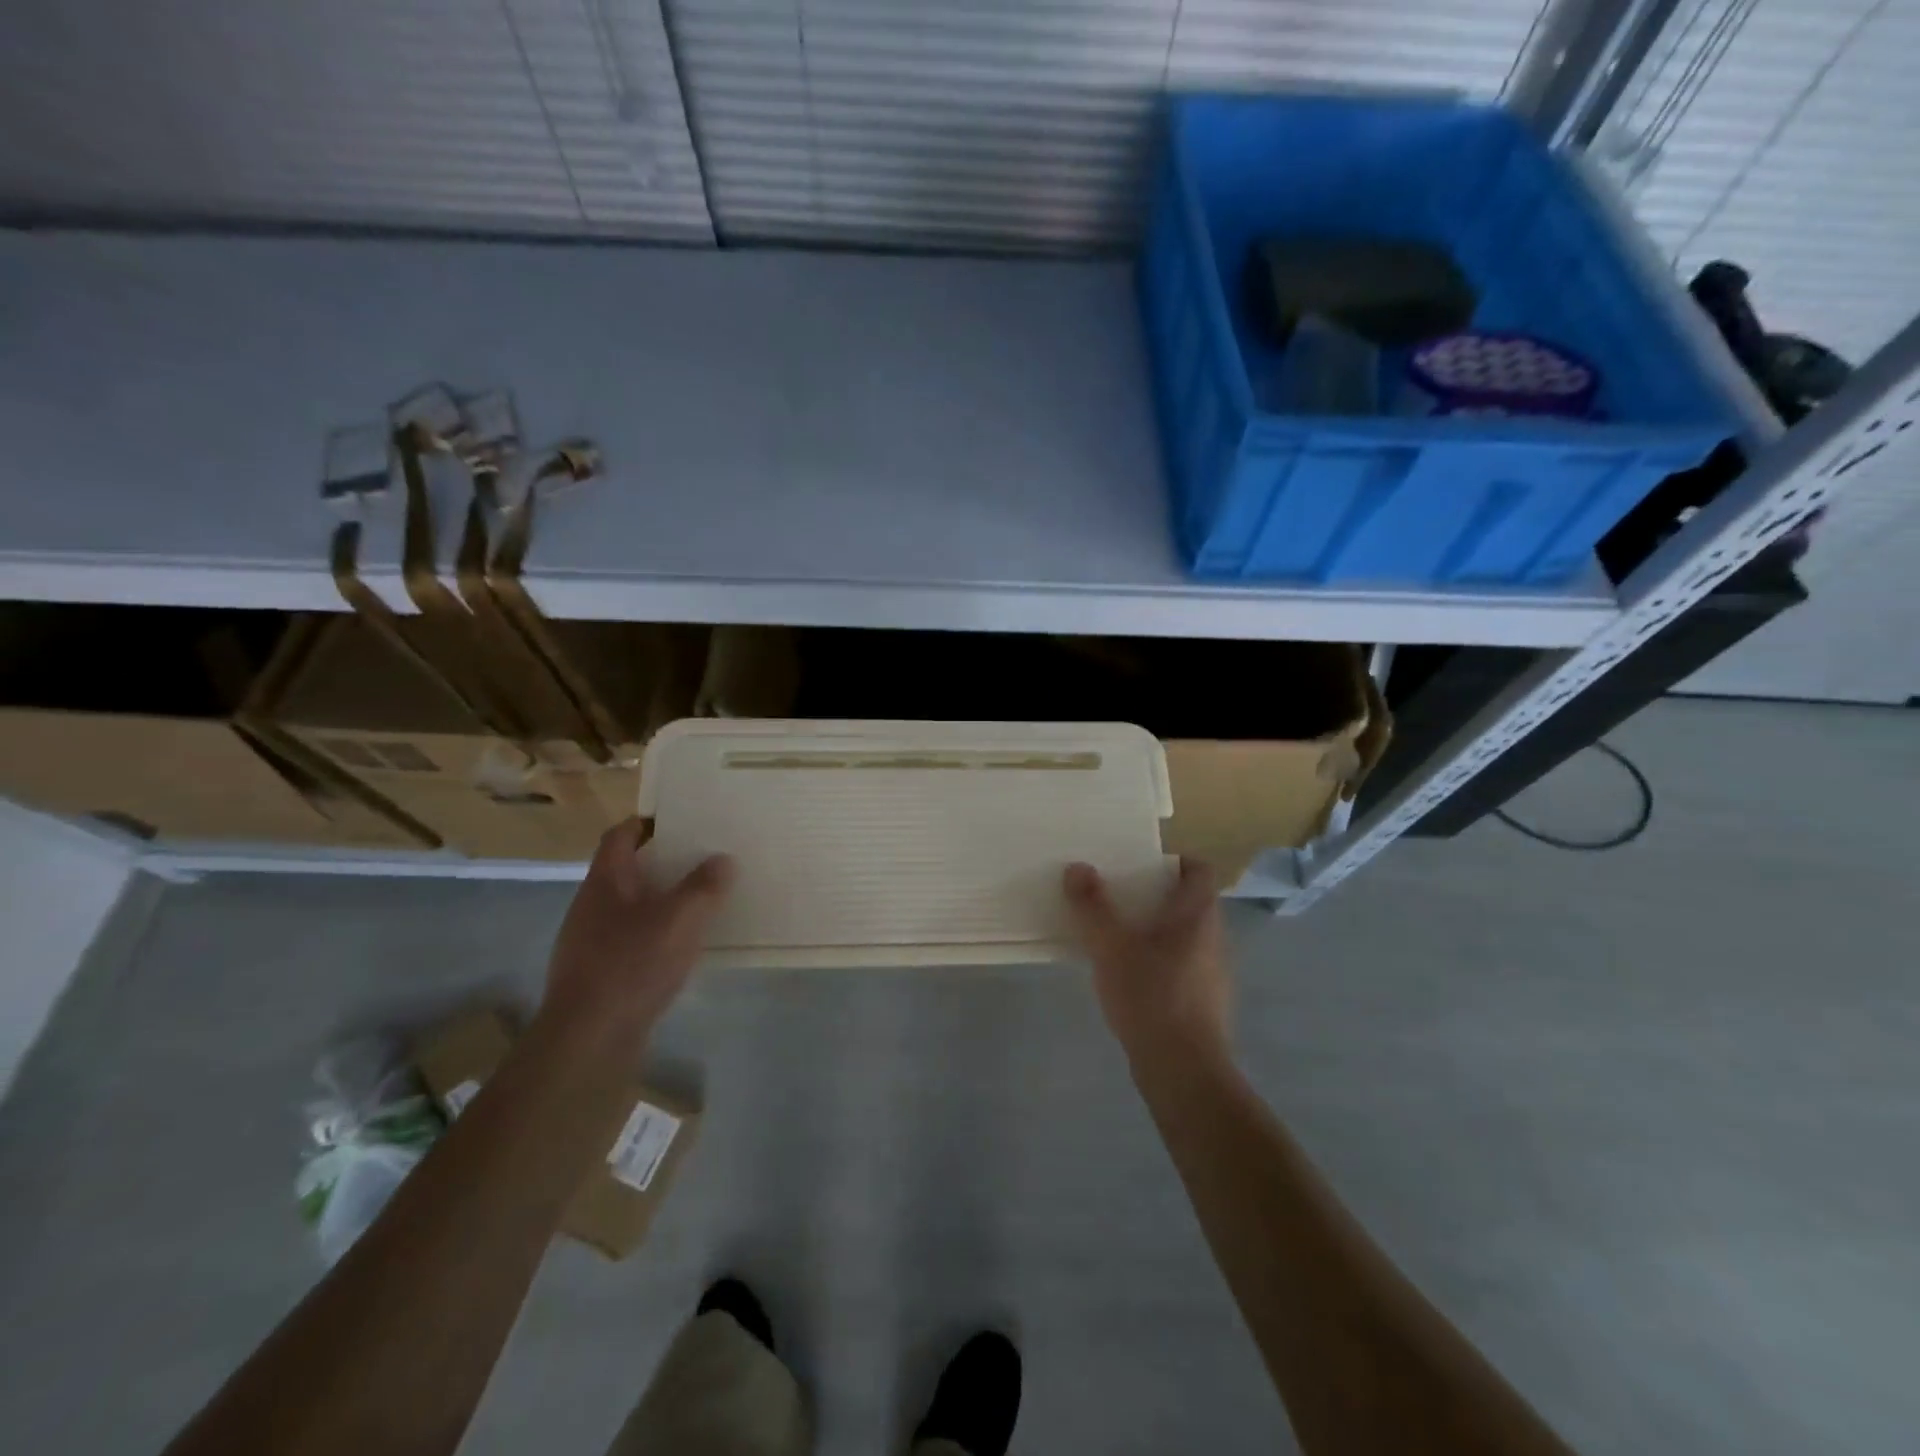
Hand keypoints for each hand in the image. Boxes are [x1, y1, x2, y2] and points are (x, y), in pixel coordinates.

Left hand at [541, 818, 734, 1055]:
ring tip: (698, 902)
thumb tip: (722, 859)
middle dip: (661, 863)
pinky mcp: (596, 973)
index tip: (679, 820)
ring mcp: (589, 941)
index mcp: (606, 881)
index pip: (620, 836)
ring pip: (629, 907)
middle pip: (625, 870)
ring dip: (659, 900)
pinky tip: (679, 948)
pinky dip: (654, 934)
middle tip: (700, 859)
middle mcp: (591, 905)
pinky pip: (629, 939)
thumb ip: (704, 886)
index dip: (646, 822)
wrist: (588, 1039)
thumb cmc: (632, 965)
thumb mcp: (681, 919)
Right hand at [1064, 859, 1230, 1070]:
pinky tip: (1126, 977)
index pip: (1199, 870)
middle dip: (1153, 895)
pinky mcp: (1202, 1003)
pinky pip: (1179, 966)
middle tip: (1115, 895)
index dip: (1174, 861)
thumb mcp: (1111, 946)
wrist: (1184, 1071)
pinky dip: (1156, 961)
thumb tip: (1077, 867)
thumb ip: (1092, 905)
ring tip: (1114, 934)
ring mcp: (1211, 973)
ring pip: (1183, 936)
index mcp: (1198, 915)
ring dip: (1153, 930)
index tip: (1139, 864)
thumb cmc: (1151, 995)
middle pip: (1189, 902)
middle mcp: (1213, 938)